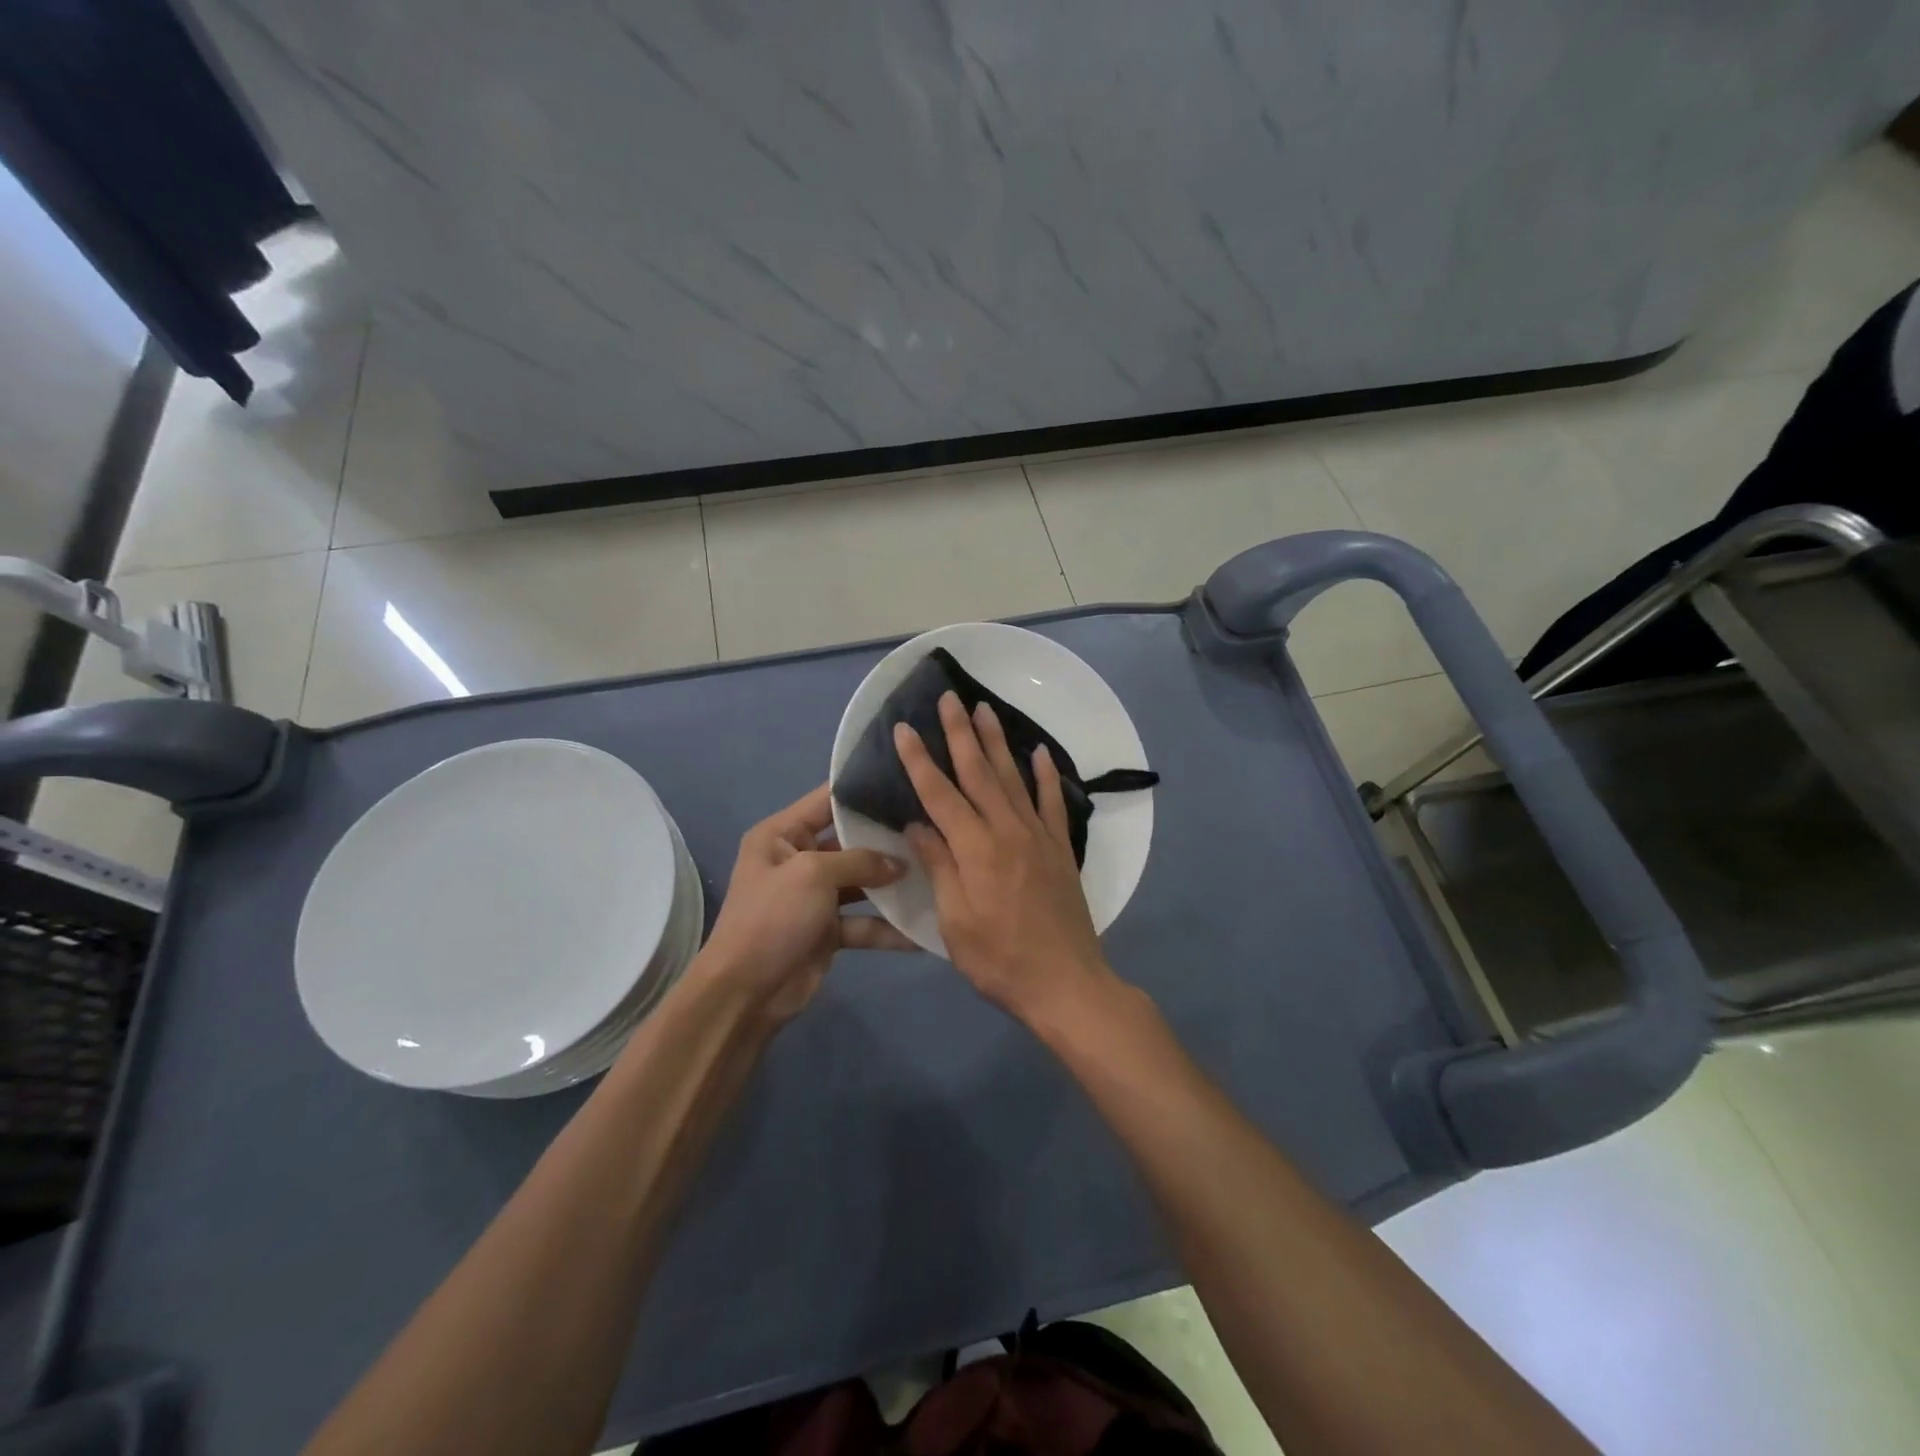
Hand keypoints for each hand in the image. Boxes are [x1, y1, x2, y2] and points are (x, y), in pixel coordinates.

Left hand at [697, 784, 913, 1020]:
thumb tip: (900, 863)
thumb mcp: (813, 874)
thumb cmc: (772, 917)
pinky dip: (888, 928)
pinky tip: (922, 930)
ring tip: (938, 873)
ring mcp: (814, 897)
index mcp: (782, 834)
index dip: (863, 788)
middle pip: (851, 841)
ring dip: (893, 885)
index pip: (827, 799)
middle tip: (934, 826)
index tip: (906, 778)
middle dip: (888, 839)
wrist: (745, 994)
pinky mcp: (827, 931)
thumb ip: (860, 861)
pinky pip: (864, 922)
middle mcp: (798, 859)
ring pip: (862, 883)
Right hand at [893, 692, 1118, 1024]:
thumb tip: (918, 825)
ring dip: (997, 741)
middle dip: (960, 733)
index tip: (903, 729)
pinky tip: (1040, 752)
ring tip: (985, 709)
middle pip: (979, 772)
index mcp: (975, 849)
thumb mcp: (955, 921)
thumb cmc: (999, 959)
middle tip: (949, 698)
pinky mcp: (1060, 848)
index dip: (919, 760)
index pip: (940, 794)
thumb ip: (939, 867)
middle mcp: (1007, 830)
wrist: (1065, 983)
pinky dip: (1046, 774)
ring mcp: (1038, 836)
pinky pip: (1052, 802)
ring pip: (1013, 777)